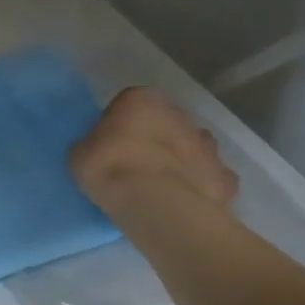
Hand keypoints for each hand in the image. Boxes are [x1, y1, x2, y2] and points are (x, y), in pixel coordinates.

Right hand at [70, 88, 238, 224]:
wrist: (156, 204)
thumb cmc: (110, 169)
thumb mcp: (79, 155)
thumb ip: (90, 145)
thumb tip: (96, 151)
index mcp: (141, 99)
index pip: (129, 104)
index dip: (119, 124)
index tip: (111, 146)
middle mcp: (179, 113)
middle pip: (165, 122)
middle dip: (154, 138)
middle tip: (135, 165)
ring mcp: (207, 144)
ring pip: (191, 146)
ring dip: (180, 159)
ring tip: (160, 186)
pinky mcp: (224, 175)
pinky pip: (209, 177)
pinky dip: (200, 185)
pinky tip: (184, 201)